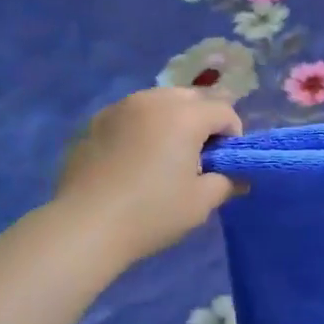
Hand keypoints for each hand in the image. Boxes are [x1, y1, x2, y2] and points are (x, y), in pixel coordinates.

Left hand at [55, 88, 241, 265]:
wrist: (85, 226)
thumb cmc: (151, 213)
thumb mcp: (200, 203)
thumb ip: (227, 183)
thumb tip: (239, 178)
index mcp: (185, 115)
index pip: (224, 110)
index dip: (233, 134)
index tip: (225, 163)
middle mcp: (153, 100)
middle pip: (192, 97)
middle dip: (203, 120)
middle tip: (198, 156)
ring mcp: (119, 107)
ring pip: (158, 101)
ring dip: (172, 120)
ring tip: (165, 154)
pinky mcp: (94, 121)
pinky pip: (130, 115)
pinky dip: (142, 128)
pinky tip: (133, 159)